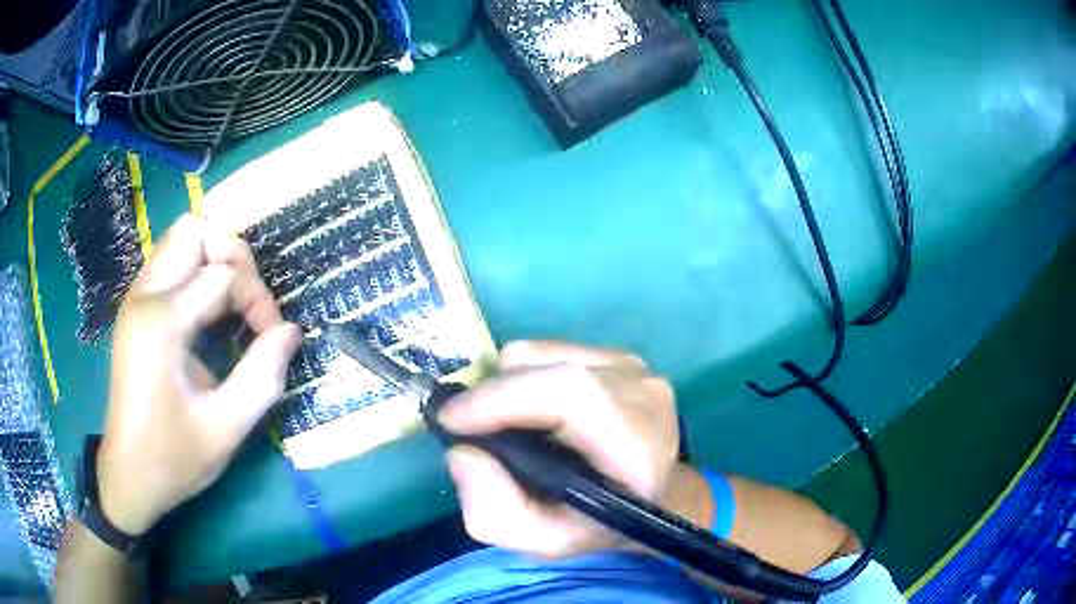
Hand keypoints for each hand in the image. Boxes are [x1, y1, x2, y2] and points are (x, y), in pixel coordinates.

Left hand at [97, 214, 301, 534]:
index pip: (223, 276)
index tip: (274, 342)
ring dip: (214, 260)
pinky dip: (197, 274)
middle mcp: (144, 296)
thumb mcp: (225, 429)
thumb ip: (262, 377)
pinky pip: (170, 266)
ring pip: (179, 241)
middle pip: (193, 230)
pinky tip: (210, 316)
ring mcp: (135, 301)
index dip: (259, 302)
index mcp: (161, 322)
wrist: (128, 477)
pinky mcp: (135, 312)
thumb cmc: (173, 459)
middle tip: (250, 301)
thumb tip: (290, 332)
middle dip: (233, 255)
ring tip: (234, 304)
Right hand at [439, 341, 700, 557]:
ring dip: (507, 386)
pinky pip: (548, 350)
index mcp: (637, 445)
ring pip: (539, 353)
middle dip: (491, 396)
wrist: (651, 497)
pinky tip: (536, 411)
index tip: (451, 421)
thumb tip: (463, 451)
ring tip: (510, 425)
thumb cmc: (598, 525)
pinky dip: (524, 376)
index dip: (501, 399)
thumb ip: (493, 510)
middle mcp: (642, 394)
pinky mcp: (618, 355)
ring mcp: (633, 368)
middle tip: (467, 428)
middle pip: (547, 368)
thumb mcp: (542, 541)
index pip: (569, 395)